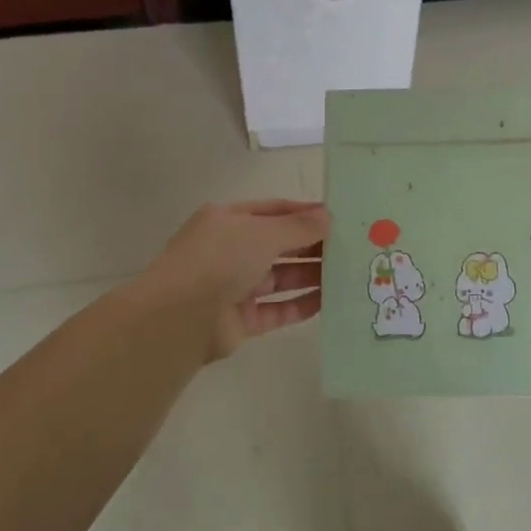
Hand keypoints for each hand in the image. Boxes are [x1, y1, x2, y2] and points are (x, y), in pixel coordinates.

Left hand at [130, 200, 329, 361]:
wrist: (180, 318)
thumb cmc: (220, 259)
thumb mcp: (263, 232)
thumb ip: (298, 226)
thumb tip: (329, 216)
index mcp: (227, 220)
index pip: (273, 211)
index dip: (304, 213)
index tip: (338, 218)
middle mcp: (229, 250)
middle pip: (278, 245)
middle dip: (312, 246)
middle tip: (350, 248)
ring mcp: (233, 286)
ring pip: (279, 278)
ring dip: (310, 275)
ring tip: (347, 274)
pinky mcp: (240, 320)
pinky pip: (276, 309)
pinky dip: (300, 305)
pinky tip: (328, 302)